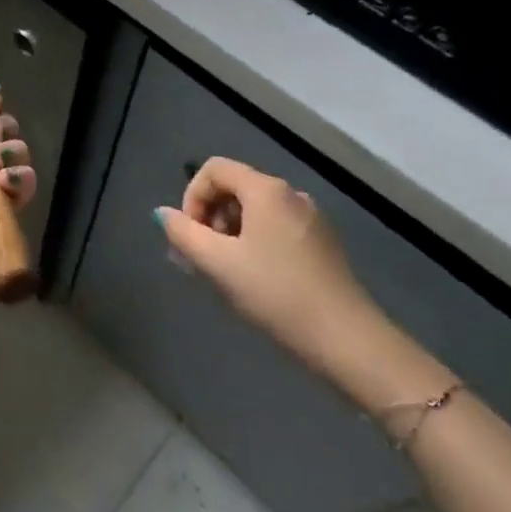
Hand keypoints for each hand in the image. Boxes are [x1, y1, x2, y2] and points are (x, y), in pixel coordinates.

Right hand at [156, 158, 443, 406]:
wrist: (348, 342)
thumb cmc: (276, 295)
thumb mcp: (219, 265)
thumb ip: (184, 234)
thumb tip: (163, 214)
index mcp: (266, 190)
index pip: (215, 169)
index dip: (193, 196)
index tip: (191, 236)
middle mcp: (290, 194)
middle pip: (236, 187)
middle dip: (211, 217)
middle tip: (204, 258)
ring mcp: (311, 218)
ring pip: (256, 211)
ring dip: (232, 233)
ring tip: (228, 273)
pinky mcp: (323, 244)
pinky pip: (277, 228)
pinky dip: (256, 242)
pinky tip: (258, 280)